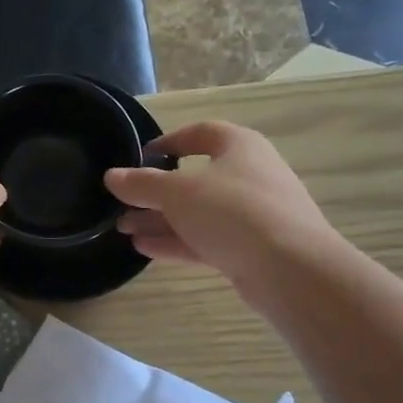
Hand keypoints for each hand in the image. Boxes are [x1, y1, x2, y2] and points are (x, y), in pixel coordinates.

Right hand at [105, 121, 337, 288]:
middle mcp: (249, 175)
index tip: (140, 157)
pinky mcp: (251, 248)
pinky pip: (207, 239)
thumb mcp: (177, 192)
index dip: (168, 142)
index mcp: (239, 147)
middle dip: (155, 192)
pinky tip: (145, 249)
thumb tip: (111, 176)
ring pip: (198, 213)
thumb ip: (141, 184)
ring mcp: (252, 214)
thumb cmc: (233, 212)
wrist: (291, 269)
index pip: (200, 133)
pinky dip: (177, 241)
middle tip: (123, 204)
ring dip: (161, 220)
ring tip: (124, 229)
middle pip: (195, 178)